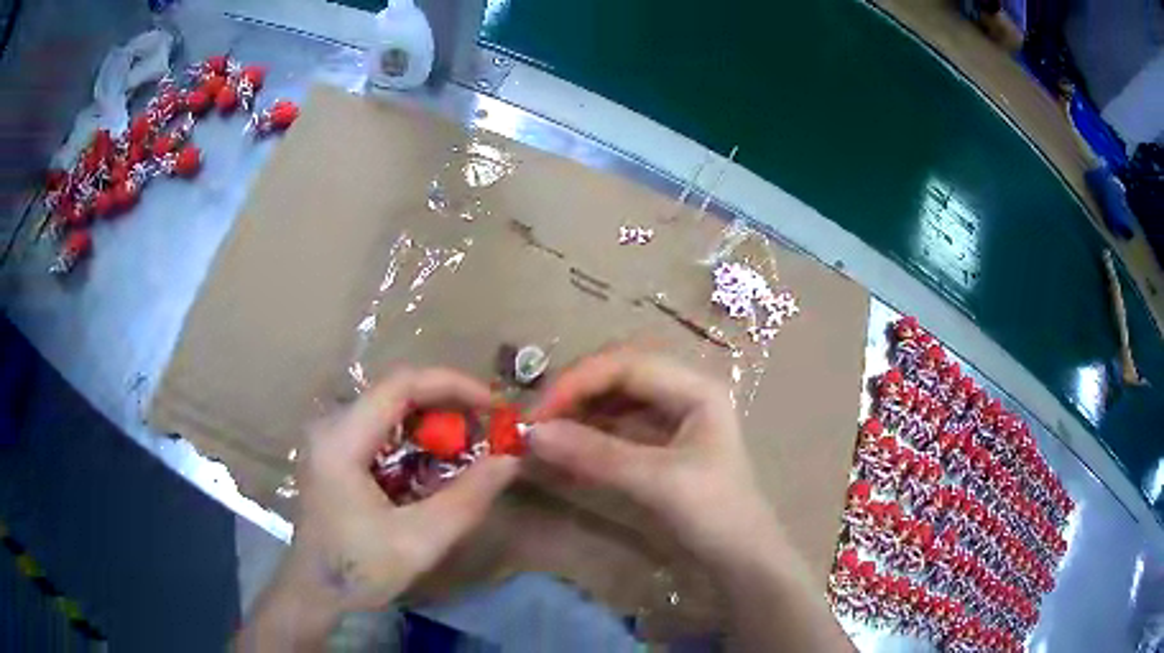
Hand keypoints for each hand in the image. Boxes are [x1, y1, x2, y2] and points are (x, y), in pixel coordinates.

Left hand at [238, 369, 518, 650]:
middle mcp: (331, 426)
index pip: (400, 384)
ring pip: (390, 411)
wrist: (314, 593)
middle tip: (486, 431)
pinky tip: (436, 466)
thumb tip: (511, 459)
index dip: (452, 385)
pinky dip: (415, 441)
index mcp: (341, 439)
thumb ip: (467, 498)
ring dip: (433, 424)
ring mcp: (330, 438)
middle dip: (447, 407)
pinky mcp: (334, 453)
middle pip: (396, 393)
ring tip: (469, 449)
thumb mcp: (419, 541)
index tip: (493, 405)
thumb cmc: (358, 570)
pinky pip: (381, 431)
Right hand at [527, 350, 775, 566]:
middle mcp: (681, 394)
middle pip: (616, 377)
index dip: (578, 381)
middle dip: (574, 395)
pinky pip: (612, 432)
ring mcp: (668, 421)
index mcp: (695, 388)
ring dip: (575, 417)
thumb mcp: (658, 482)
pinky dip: (584, 441)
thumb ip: (596, 455)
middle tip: (535, 421)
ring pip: (611, 404)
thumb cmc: (714, 514)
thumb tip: (532, 434)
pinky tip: (560, 455)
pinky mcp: (655, 448)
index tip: (538, 411)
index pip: (626, 365)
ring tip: (541, 438)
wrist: (740, 560)